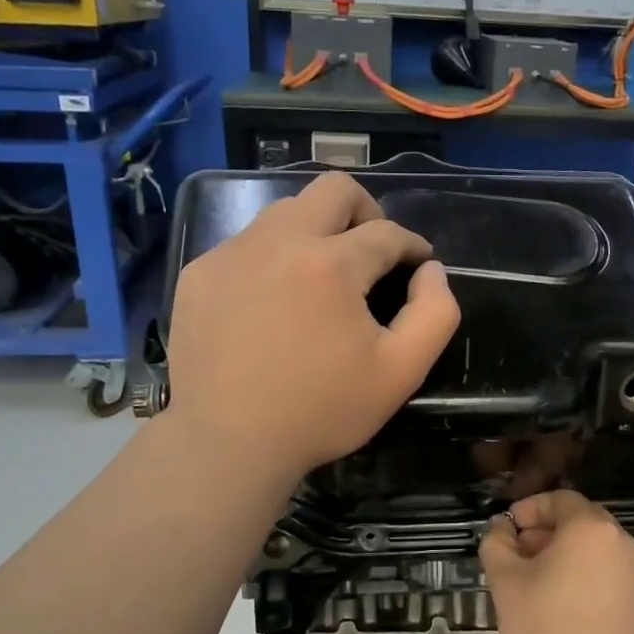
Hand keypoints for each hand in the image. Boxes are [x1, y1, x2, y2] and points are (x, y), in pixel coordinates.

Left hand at [165, 171, 460, 482]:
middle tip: (373, 252)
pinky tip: (274, 302)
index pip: (386, 232)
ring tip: (323, 276)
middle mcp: (278, 241)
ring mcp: (232, 253)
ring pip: (286, 211)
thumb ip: (435, 313)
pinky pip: (246, 243)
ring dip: (317, 231)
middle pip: (333, 190)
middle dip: (367, 211)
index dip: (412, 246)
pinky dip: (273, 258)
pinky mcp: (199, 273)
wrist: (228, 443)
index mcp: (331, 263)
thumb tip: (431, 271)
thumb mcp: (401, 372)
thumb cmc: (322, 411)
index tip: (418, 265)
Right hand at [481, 490, 633, 633]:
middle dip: (547, 532)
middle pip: (581, 522)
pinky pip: (611, 577)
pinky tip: (567, 609)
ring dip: (567, 556)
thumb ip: (497, 544)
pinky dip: (588, 579)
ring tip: (539, 585)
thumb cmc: (546, 633)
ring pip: (597, 551)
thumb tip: (501, 527)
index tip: (507, 531)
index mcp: (591, 529)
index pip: (559, 499)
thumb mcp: (505, 584)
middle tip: (518, 557)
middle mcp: (623, 543)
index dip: (529, 509)